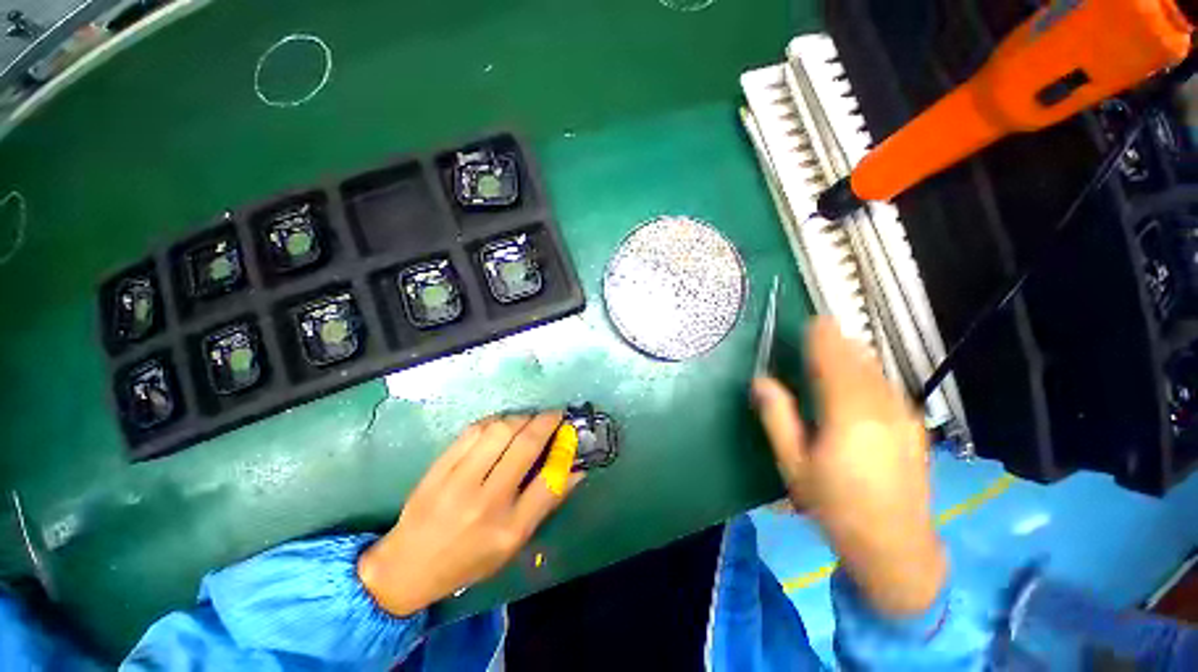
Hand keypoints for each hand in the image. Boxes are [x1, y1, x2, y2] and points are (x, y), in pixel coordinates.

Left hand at [358, 412, 582, 615]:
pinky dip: (494, 420)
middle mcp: (487, 503)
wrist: (408, 566)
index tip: (569, 432)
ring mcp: (459, 483)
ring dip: (520, 418)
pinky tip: (501, 423)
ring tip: (527, 419)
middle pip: (525, 446)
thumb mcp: (515, 543)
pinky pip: (473, 431)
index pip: (549, 481)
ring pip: (500, 431)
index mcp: (509, 529)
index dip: (564, 450)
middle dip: (545, 422)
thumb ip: (546, 504)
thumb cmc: (469, 559)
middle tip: (553, 415)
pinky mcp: (438, 469)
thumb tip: (576, 470)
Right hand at [753, 317, 946, 615]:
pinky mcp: (913, 425)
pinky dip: (868, 373)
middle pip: (858, 358)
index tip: (809, 321)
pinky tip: (856, 384)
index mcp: (847, 412)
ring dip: (853, 356)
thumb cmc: (835, 505)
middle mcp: (881, 405)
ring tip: (832, 352)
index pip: (834, 358)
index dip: (821, 335)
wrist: (896, 546)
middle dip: (837, 341)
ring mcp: (903, 415)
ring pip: (875, 369)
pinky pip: (887, 385)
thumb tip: (761, 380)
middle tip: (815, 335)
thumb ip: (777, 416)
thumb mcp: (794, 464)